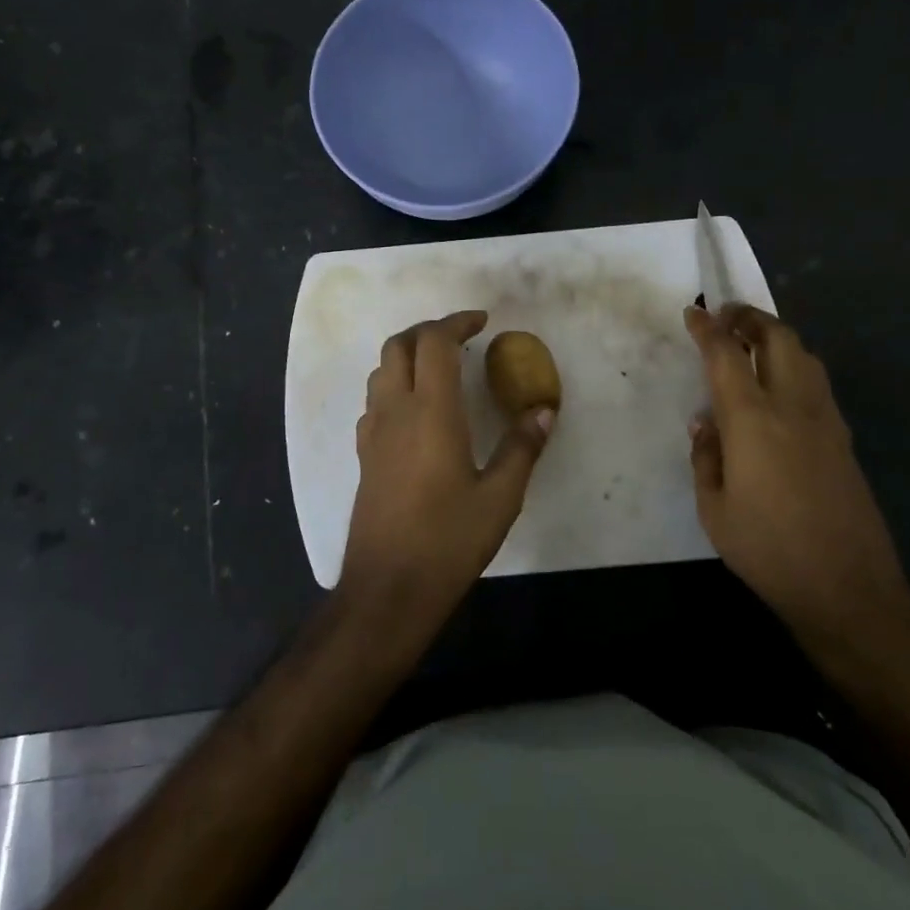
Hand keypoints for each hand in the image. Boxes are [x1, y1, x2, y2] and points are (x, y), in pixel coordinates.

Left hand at [342, 311, 555, 621]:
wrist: (388, 586)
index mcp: (431, 412)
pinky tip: (417, 412)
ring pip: (381, 371)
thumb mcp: (500, 496)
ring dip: (408, 355)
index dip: (457, 322)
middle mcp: (395, 411)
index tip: (482, 322)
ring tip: (440, 368)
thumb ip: (523, 447)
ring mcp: (373, 433)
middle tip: (461, 338)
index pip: (435, 343)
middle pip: (398, 345)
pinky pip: (375, 401)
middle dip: (428, 330)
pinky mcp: (364, 456)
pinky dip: (395, 386)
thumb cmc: (449, 540)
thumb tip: (544, 409)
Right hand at [685, 303, 909, 646]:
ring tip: (751, 342)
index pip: (727, 356)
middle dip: (750, 317)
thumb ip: (706, 457)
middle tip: (726, 316)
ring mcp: (826, 420)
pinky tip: (777, 386)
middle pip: (778, 338)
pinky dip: (794, 364)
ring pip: (805, 355)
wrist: (847, 586)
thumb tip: (706, 423)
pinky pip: (817, 382)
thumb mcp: (714, 509)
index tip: (693, 313)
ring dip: (776, 337)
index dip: (708, 329)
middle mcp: (793, 407)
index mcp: (753, 421)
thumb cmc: (767, 549)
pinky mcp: (844, 439)